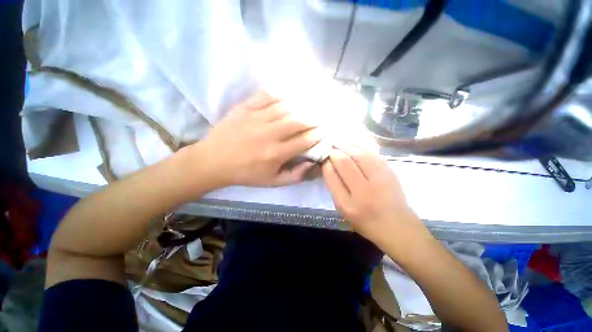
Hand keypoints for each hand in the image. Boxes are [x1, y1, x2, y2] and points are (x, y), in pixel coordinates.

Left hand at [195, 91, 322, 186]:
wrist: (213, 161)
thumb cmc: (246, 173)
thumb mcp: (273, 182)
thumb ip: (295, 175)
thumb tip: (313, 164)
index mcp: (276, 153)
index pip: (304, 140)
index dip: (317, 135)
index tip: (323, 132)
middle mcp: (269, 134)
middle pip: (298, 121)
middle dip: (313, 119)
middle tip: (318, 119)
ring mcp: (256, 118)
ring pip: (285, 107)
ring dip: (300, 107)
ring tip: (306, 108)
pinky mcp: (245, 108)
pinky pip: (266, 95)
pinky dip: (280, 94)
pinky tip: (286, 97)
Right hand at [322, 144, 427, 244]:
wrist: (396, 225)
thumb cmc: (364, 219)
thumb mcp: (342, 208)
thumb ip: (334, 187)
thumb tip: (328, 164)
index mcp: (347, 204)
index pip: (332, 176)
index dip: (326, 163)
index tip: (324, 157)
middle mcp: (363, 191)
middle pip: (345, 162)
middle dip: (334, 151)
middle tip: (329, 146)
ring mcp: (380, 180)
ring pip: (359, 154)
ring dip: (346, 145)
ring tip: (338, 141)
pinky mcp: (390, 172)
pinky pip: (372, 153)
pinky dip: (360, 146)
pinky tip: (353, 143)